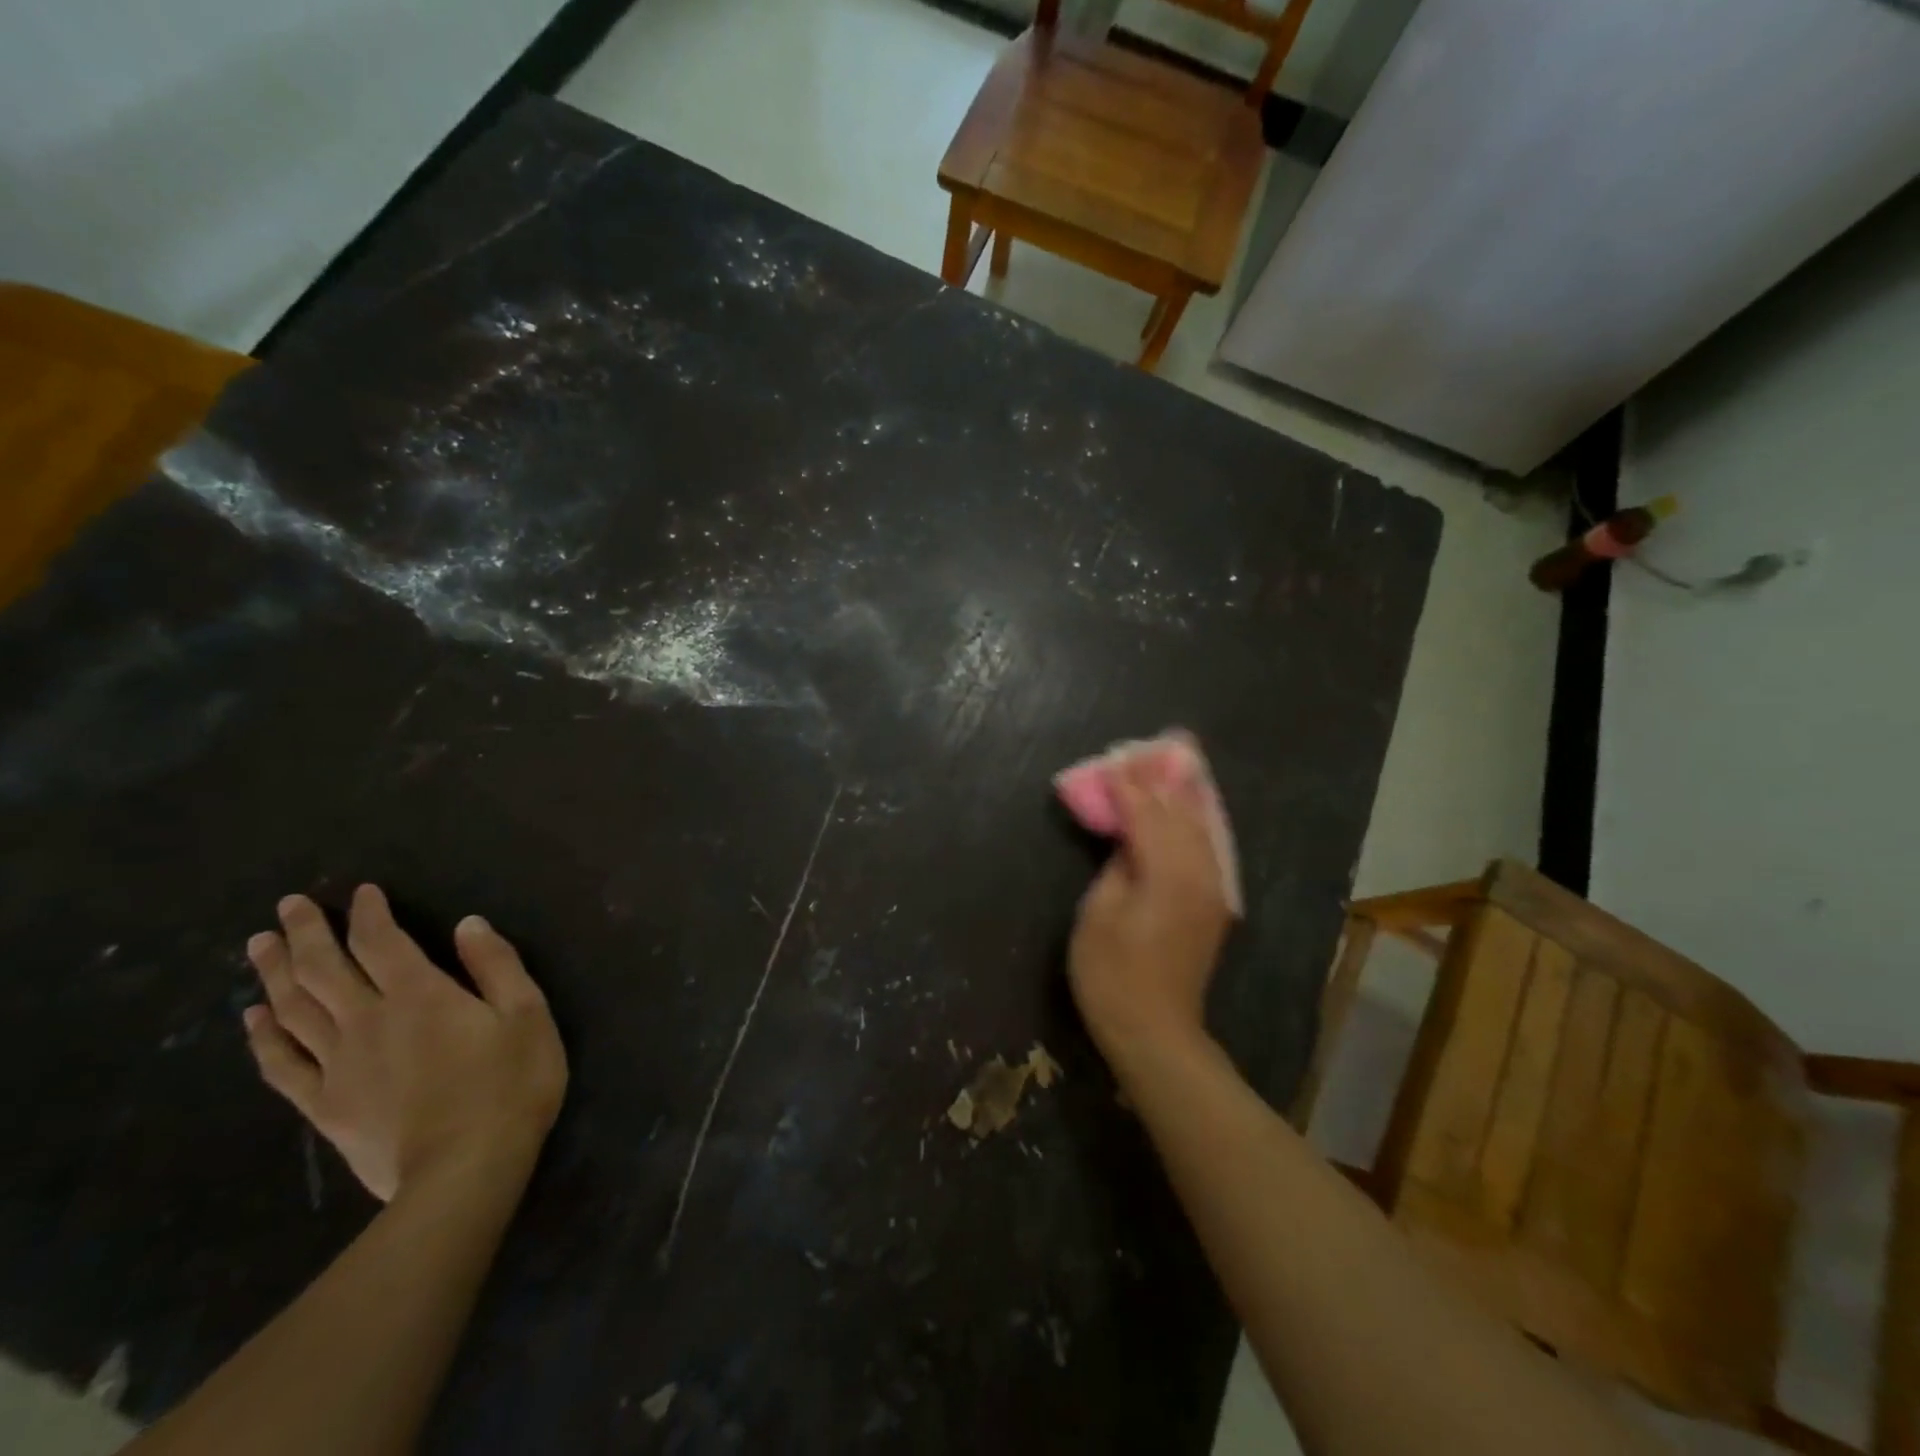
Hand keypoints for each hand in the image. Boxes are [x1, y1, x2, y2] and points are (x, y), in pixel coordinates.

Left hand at [242, 886, 567, 1201]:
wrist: (466, 1170)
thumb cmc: (510, 1084)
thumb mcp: (527, 1014)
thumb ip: (497, 965)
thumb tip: (467, 925)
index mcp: (420, 995)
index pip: (382, 941)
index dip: (368, 913)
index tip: (361, 891)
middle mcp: (368, 1020)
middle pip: (324, 969)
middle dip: (306, 932)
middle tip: (287, 905)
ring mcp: (339, 1065)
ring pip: (293, 1009)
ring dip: (273, 973)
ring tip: (258, 945)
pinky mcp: (325, 1105)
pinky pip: (282, 1064)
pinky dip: (264, 1036)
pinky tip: (254, 1018)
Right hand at [1068, 760, 1232, 1066]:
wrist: (1155, 1031)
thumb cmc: (1112, 975)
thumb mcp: (1098, 915)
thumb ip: (1116, 867)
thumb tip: (1129, 842)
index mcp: (1166, 874)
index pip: (1147, 815)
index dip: (1127, 786)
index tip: (1112, 760)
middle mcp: (1198, 874)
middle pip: (1181, 813)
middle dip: (1164, 780)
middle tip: (1154, 745)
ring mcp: (1212, 890)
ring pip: (1202, 827)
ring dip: (1186, 794)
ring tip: (1177, 762)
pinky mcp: (1213, 903)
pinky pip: (1208, 847)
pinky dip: (1197, 821)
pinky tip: (1191, 808)